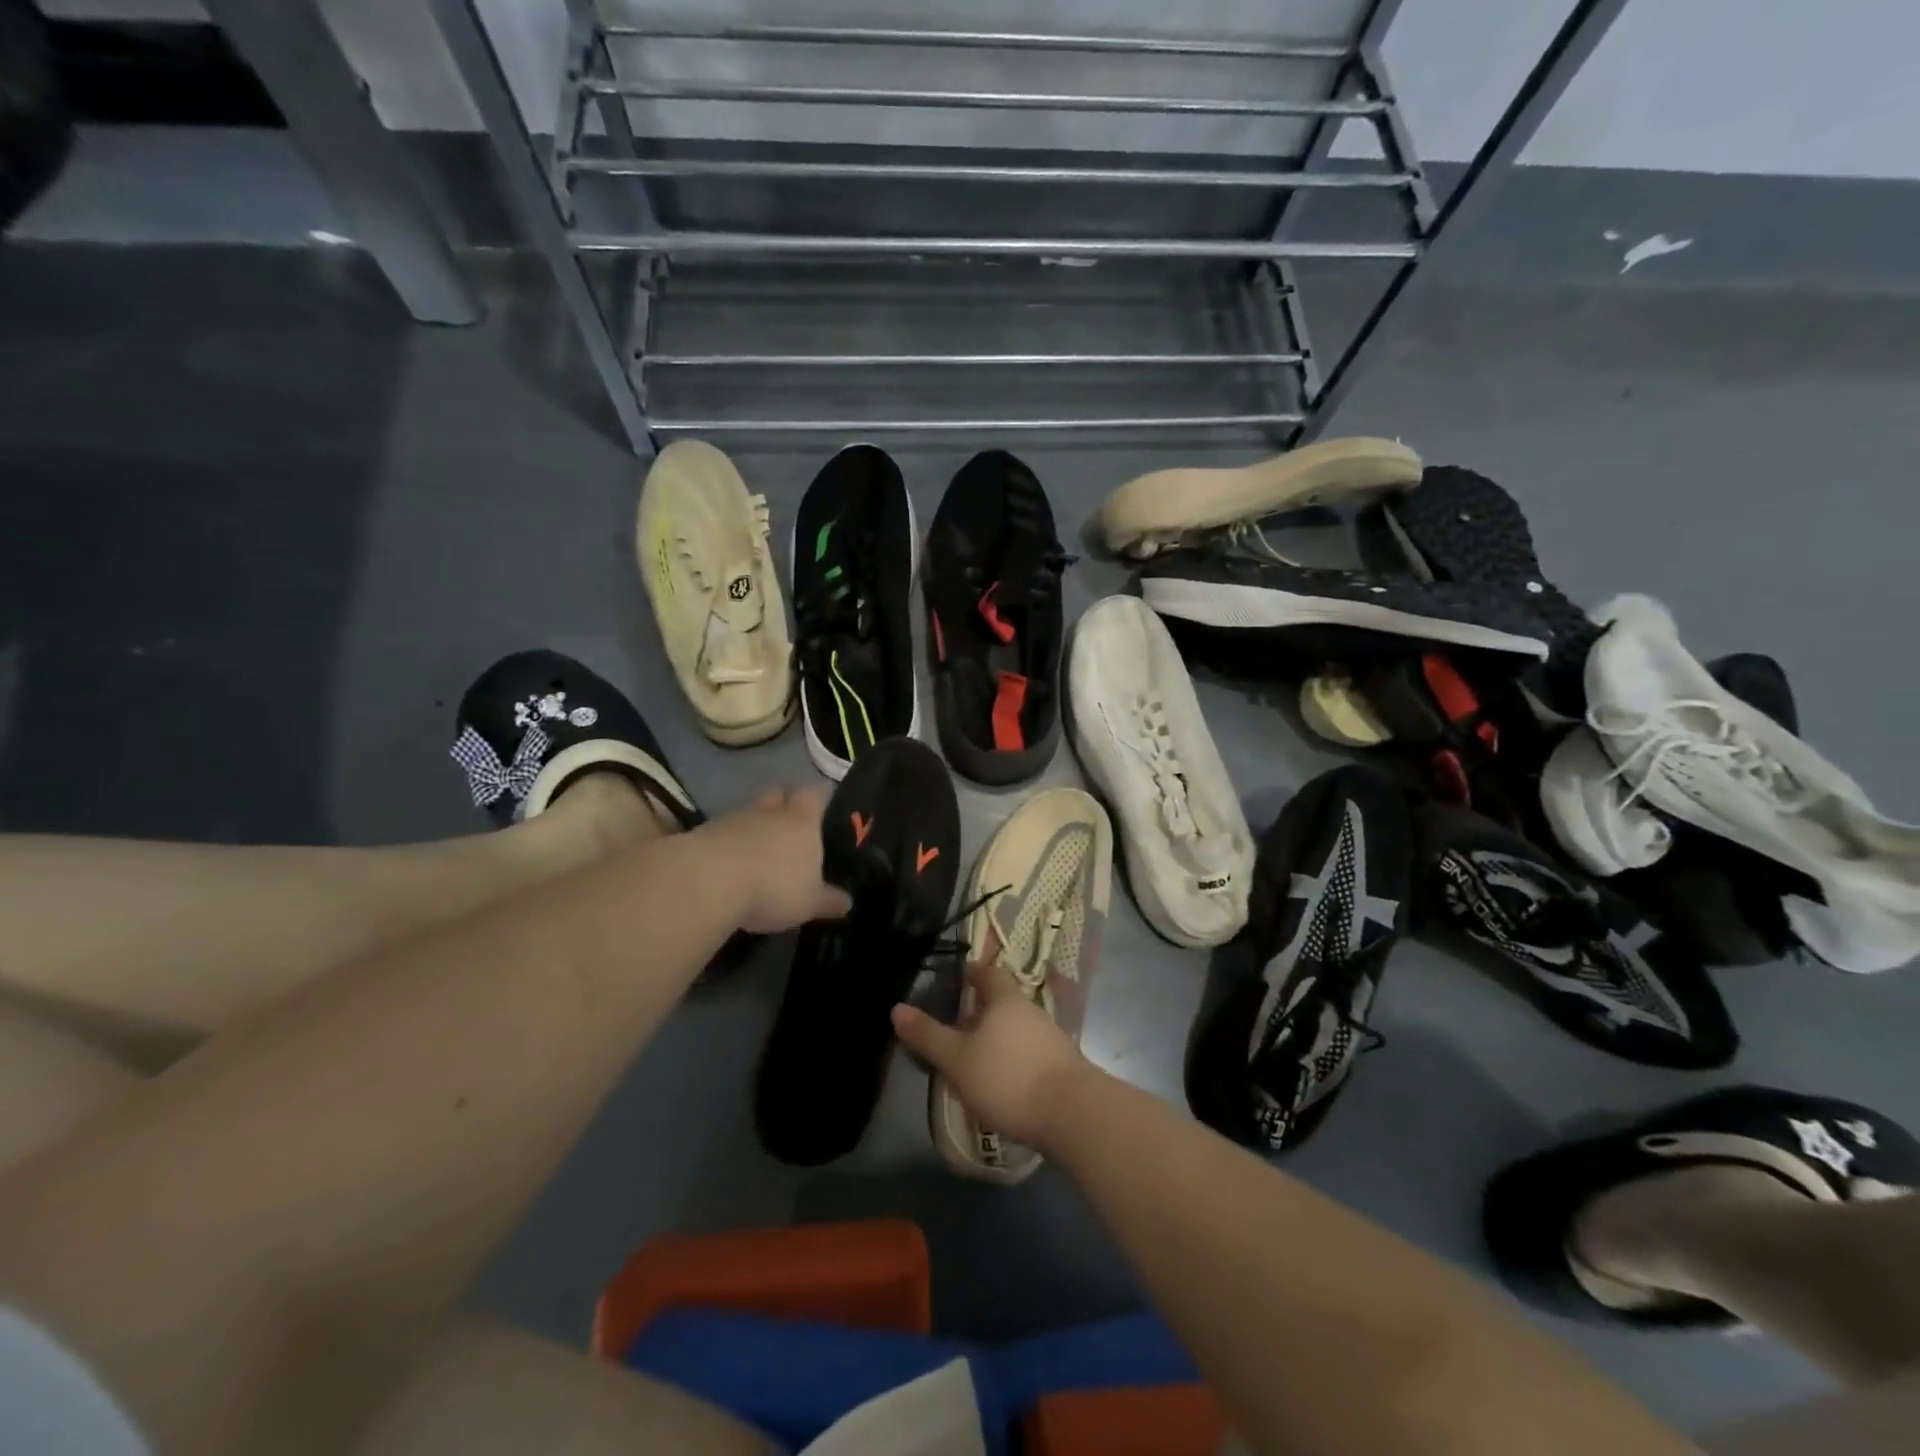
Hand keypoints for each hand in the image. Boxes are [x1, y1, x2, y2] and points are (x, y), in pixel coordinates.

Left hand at [703, 786, 851, 933]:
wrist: (708, 882)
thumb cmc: (773, 886)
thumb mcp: (810, 902)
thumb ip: (828, 900)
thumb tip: (847, 902)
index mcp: (802, 820)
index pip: (817, 792)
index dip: (823, 793)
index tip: (827, 799)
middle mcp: (770, 811)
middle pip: (779, 791)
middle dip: (785, 800)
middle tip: (791, 819)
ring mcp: (734, 819)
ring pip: (749, 811)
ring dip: (755, 823)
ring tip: (759, 847)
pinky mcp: (705, 833)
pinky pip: (724, 831)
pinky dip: (730, 841)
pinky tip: (732, 862)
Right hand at [892, 960, 1096, 1150]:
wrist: (1072, 1114)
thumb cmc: (1008, 1077)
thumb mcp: (958, 1060)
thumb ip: (928, 1036)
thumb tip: (897, 1008)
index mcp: (1005, 1000)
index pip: (988, 974)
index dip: (972, 973)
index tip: (957, 977)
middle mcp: (1030, 1011)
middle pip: (1003, 1002)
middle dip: (982, 1010)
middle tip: (957, 1024)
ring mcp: (1050, 1038)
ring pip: (1017, 1028)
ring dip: (998, 1037)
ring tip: (975, 1057)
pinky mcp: (1062, 1067)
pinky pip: (1030, 1053)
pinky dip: (1013, 1059)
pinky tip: (1003, 1081)